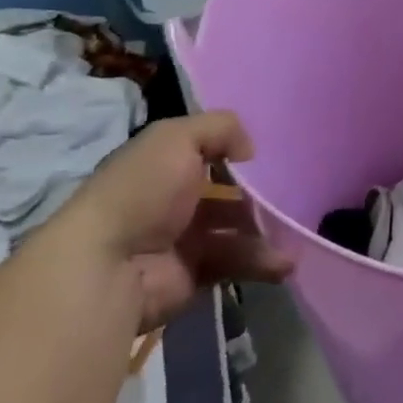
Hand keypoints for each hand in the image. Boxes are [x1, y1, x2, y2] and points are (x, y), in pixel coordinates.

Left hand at [63, 112, 290, 332]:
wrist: (109, 265)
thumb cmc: (142, 191)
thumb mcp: (177, 137)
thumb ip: (220, 128)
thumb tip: (249, 150)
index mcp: (164, 165)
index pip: (207, 155)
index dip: (238, 155)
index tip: (271, 158)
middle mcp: (173, 201)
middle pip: (228, 195)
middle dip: (260, 198)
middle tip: (291, 199)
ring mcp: (184, 240)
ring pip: (237, 230)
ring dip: (267, 232)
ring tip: (293, 235)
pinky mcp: (195, 275)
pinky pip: (236, 264)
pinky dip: (262, 263)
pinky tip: (284, 264)